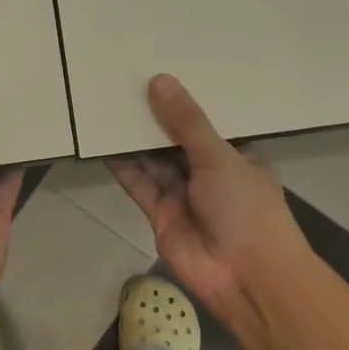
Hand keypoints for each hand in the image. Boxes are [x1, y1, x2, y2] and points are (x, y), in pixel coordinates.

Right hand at [108, 75, 310, 331]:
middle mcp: (208, 172)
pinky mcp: (160, 214)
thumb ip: (186, 122)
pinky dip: (122, 166)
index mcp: (235, 154)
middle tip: (122, 84)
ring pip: (153, 160)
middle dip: (152, 118)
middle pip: (174, 140)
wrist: (246, 277)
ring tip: (106, 107)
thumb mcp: (220, 157)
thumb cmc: (246, 209)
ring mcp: (183, 194)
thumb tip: (158, 81)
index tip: (157, 72)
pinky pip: (139, 184)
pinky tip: (103, 143)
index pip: (206, 122)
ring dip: (133, 139)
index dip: (182, 100)